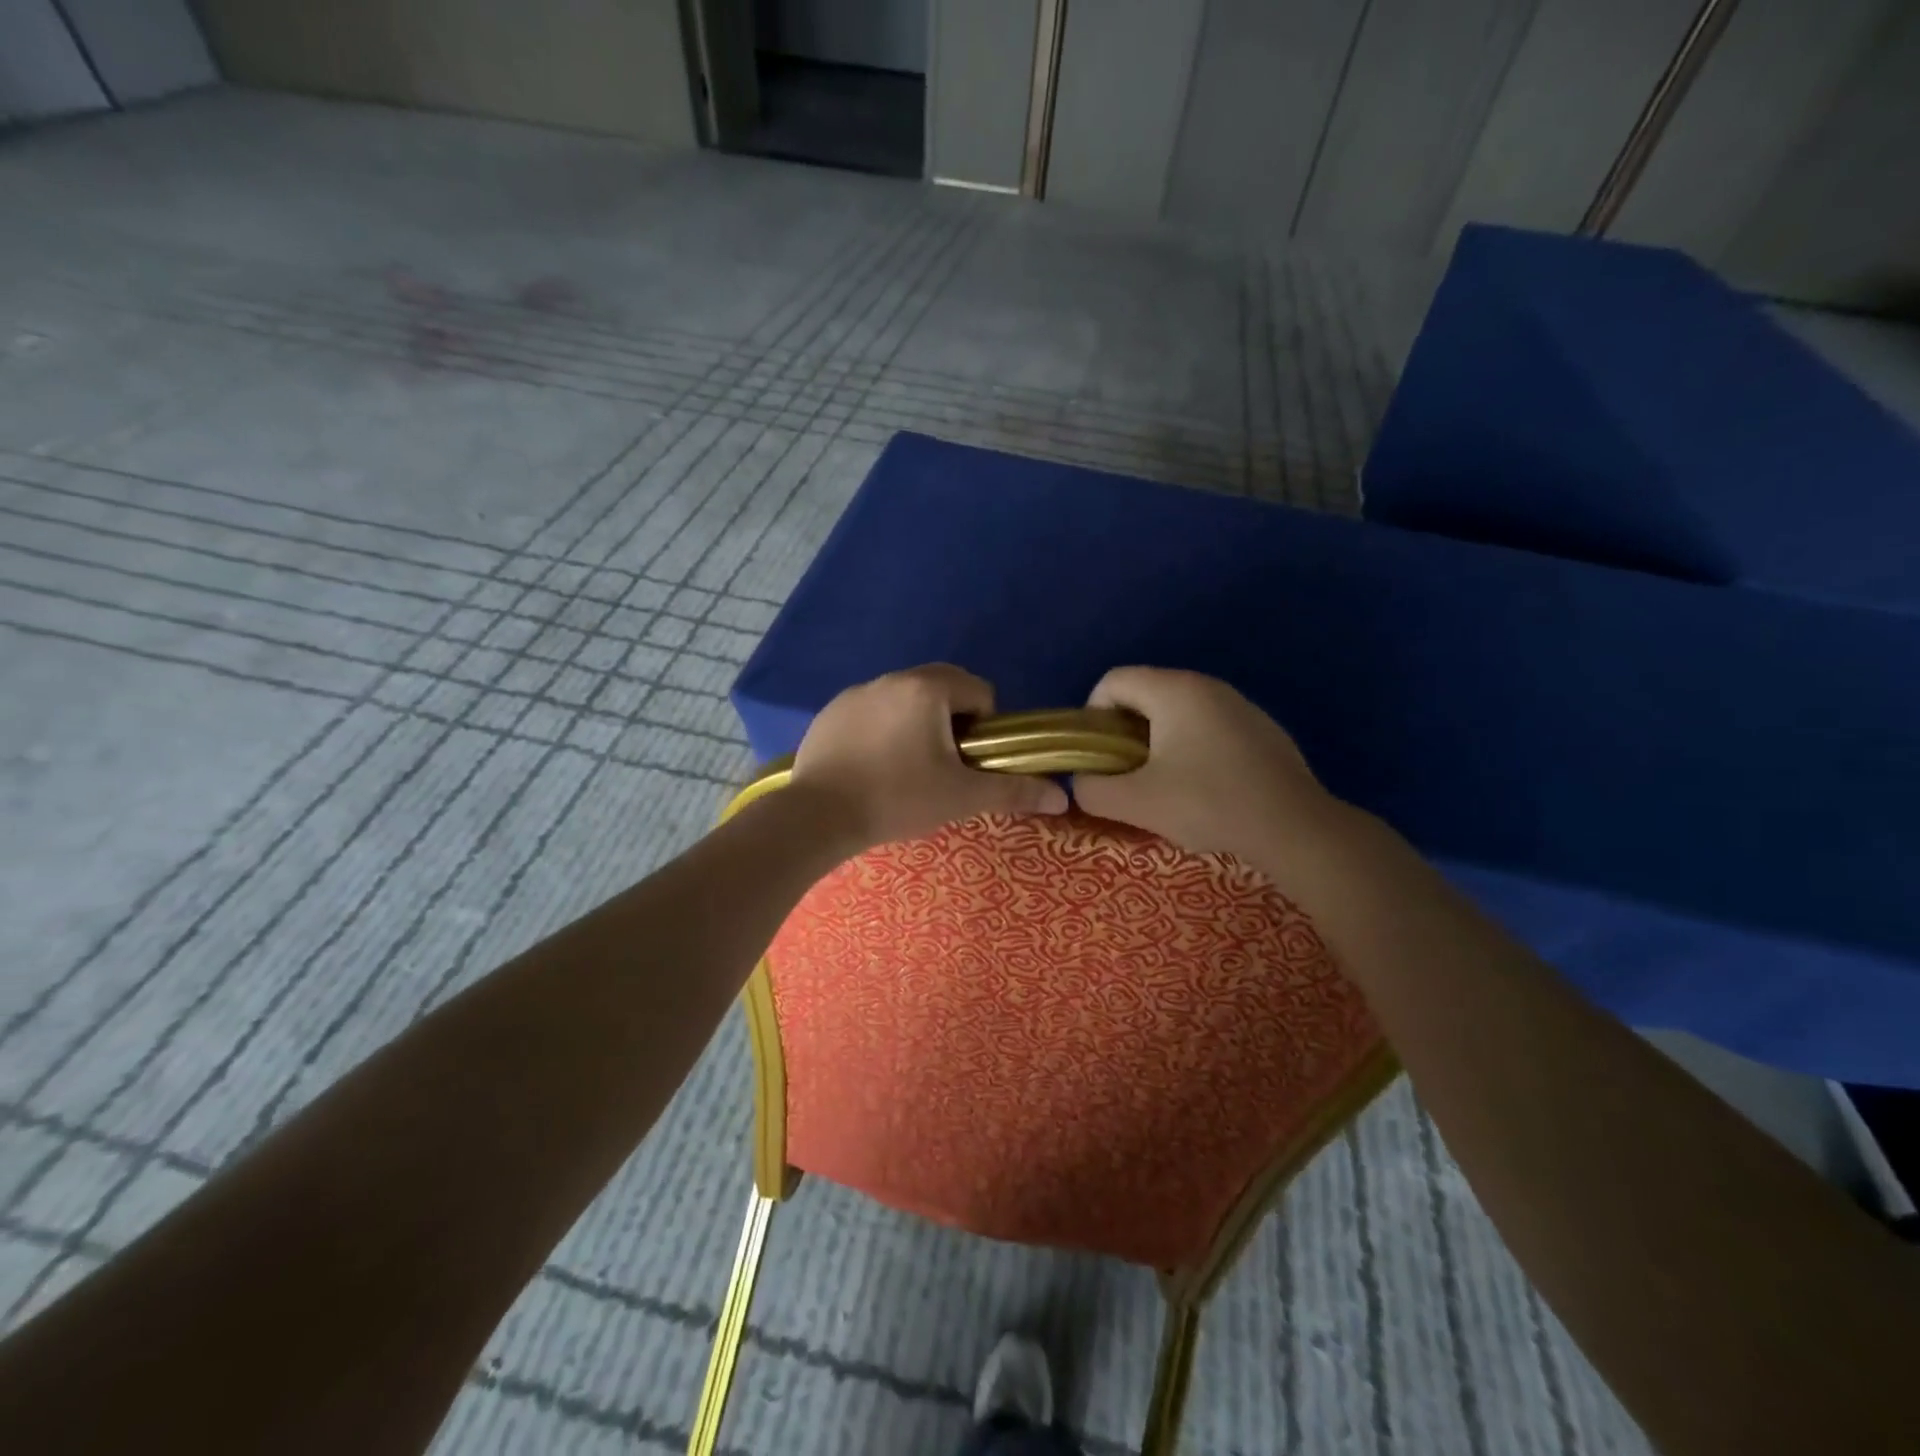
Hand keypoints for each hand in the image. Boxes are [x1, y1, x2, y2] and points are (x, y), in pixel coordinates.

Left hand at [790, 665, 1068, 849]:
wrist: (817, 816)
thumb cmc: (897, 799)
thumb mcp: (961, 796)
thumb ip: (1013, 791)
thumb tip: (1062, 797)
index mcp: (928, 689)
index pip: (978, 691)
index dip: (985, 727)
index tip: (969, 761)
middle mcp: (892, 679)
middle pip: (942, 688)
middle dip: (952, 721)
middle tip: (944, 766)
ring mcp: (856, 692)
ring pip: (905, 699)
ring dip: (917, 723)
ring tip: (907, 768)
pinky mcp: (830, 711)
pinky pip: (872, 710)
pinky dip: (882, 729)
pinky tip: (872, 766)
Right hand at [1071, 667, 1333, 860]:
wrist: (1295, 828)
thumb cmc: (1209, 804)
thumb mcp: (1135, 803)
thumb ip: (1092, 789)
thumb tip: (1083, 781)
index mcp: (1174, 690)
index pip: (1113, 680)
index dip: (1093, 716)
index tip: (1100, 757)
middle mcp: (1207, 685)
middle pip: (1144, 695)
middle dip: (1125, 733)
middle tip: (1128, 777)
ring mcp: (1239, 705)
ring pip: (1177, 713)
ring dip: (1158, 744)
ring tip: (1165, 787)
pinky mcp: (1261, 729)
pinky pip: (1208, 728)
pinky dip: (1192, 750)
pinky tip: (1206, 790)